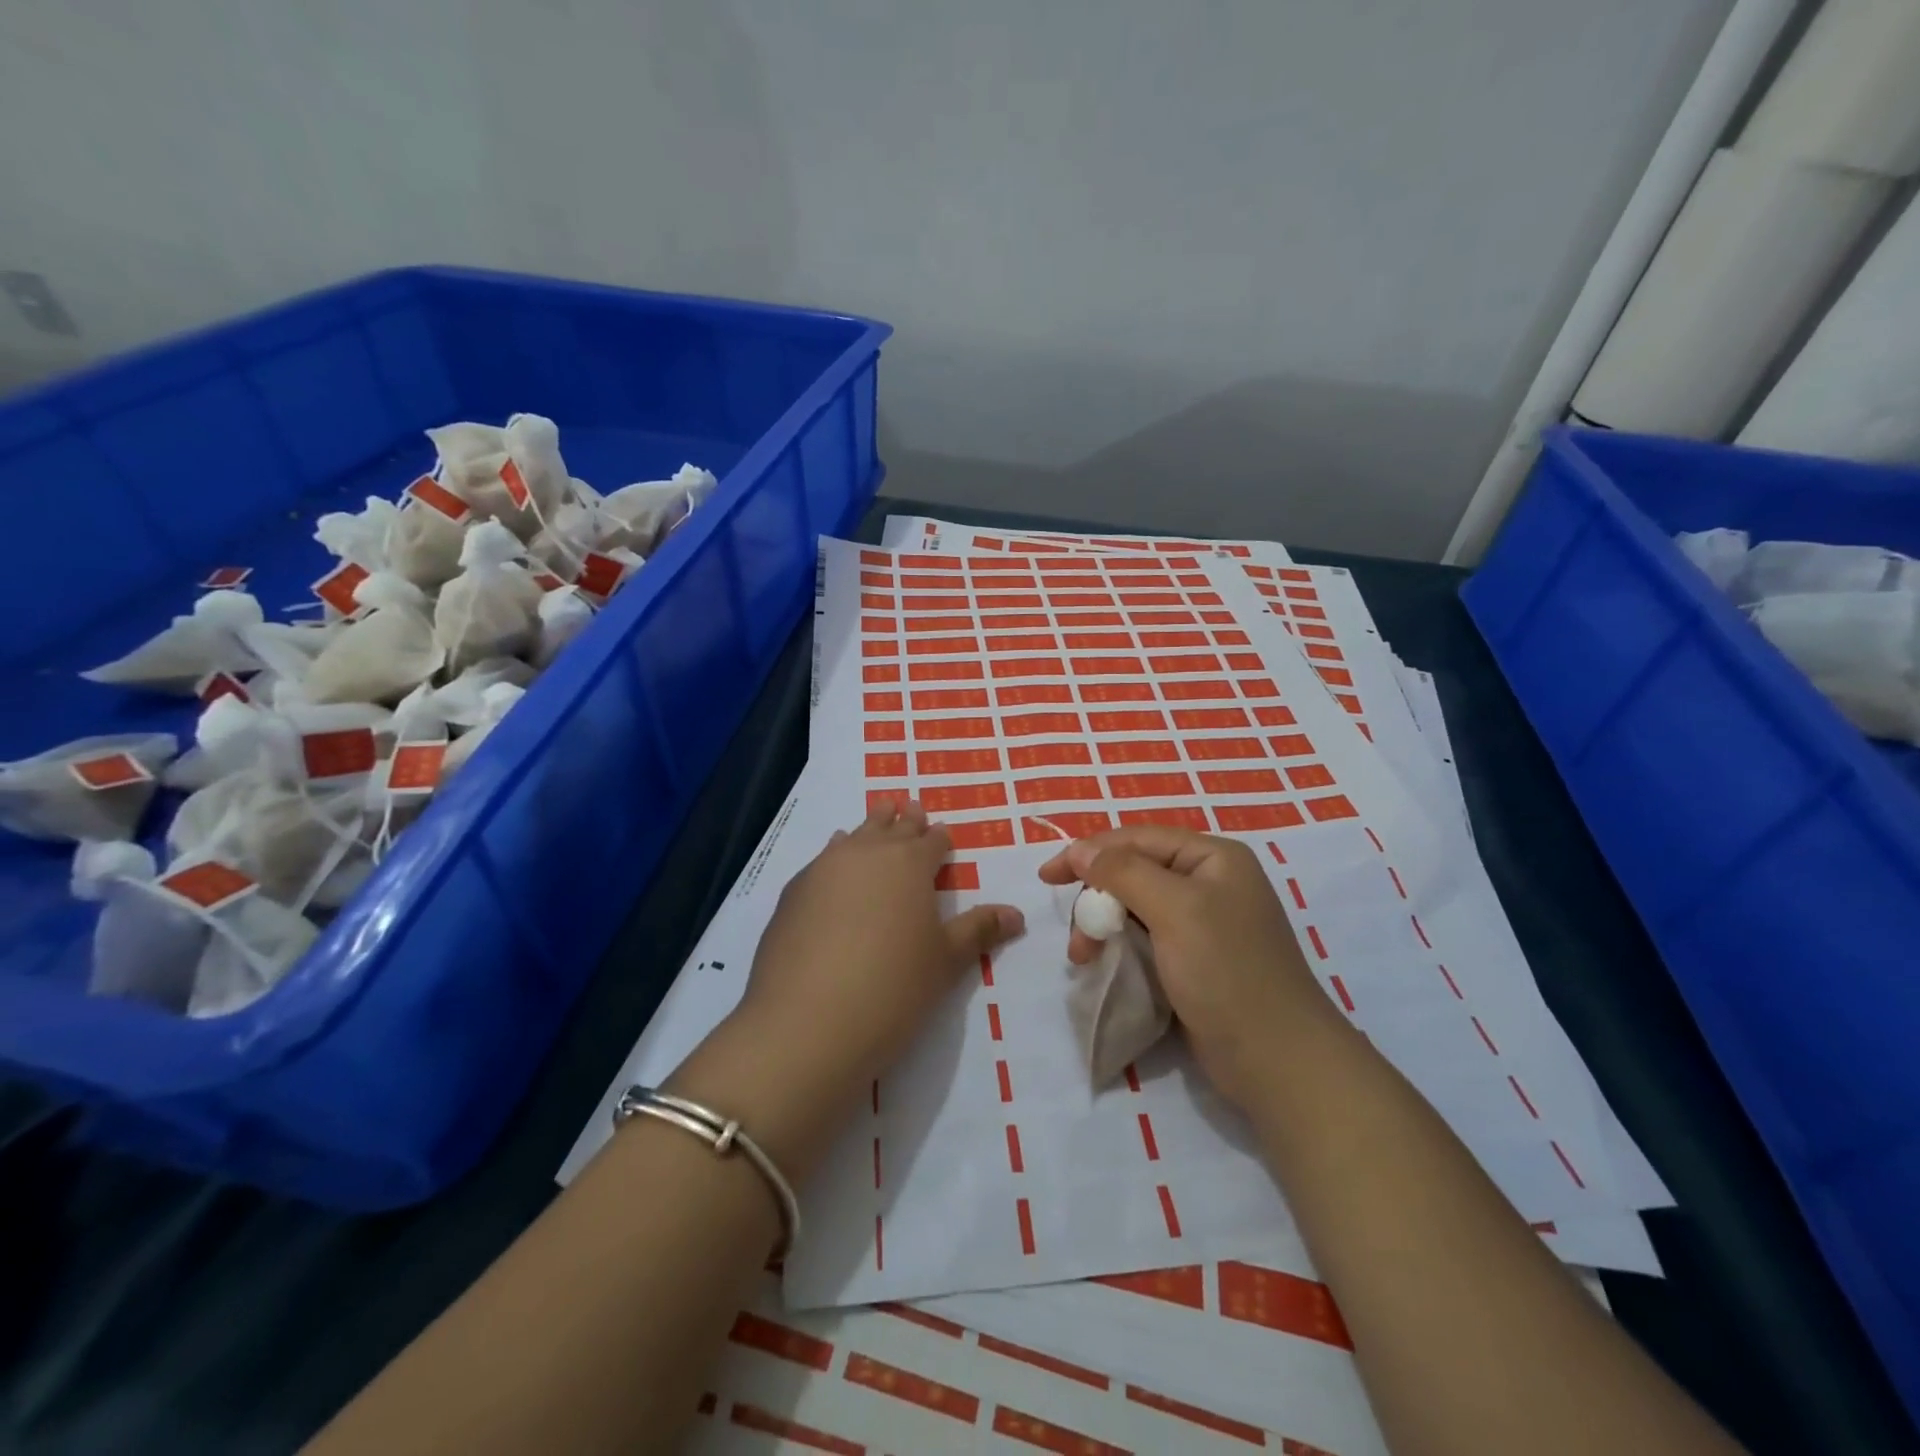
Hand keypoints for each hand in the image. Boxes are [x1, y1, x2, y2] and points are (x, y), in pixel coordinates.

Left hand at [680, 800, 1022, 1176]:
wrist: (807, 1022)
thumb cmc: (893, 987)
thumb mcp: (945, 961)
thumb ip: (979, 930)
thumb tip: (1017, 913)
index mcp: (910, 863)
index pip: (932, 841)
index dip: (940, 838)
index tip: (943, 835)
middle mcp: (867, 853)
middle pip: (890, 826)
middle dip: (904, 820)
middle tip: (910, 809)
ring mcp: (824, 869)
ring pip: (853, 836)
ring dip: (868, 831)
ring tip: (875, 824)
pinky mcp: (792, 892)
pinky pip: (822, 861)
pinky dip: (835, 856)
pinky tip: (833, 867)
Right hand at [1040, 826, 1336, 1110]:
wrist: (1277, 1061)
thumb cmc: (1227, 972)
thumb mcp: (1174, 910)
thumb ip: (1123, 872)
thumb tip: (1079, 849)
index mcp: (1213, 858)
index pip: (1138, 839)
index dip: (1089, 852)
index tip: (1047, 876)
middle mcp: (1209, 882)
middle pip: (1133, 872)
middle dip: (1097, 899)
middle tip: (1077, 937)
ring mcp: (1204, 923)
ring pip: (1135, 907)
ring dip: (1103, 927)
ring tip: (1084, 959)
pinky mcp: (1195, 959)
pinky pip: (1145, 937)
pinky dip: (1120, 946)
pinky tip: (1105, 965)